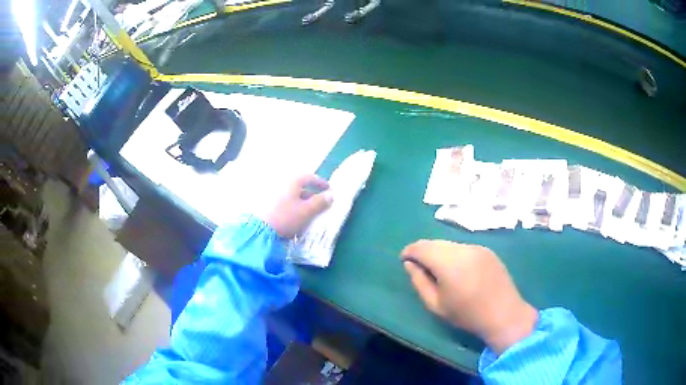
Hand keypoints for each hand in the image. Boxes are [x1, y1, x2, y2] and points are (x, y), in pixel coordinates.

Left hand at [263, 174, 332, 238]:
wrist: (261, 230)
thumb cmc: (286, 217)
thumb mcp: (306, 211)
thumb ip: (320, 202)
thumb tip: (331, 195)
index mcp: (292, 182)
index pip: (309, 177)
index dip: (320, 182)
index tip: (329, 189)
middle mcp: (281, 184)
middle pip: (300, 187)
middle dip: (311, 195)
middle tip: (320, 203)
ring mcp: (272, 194)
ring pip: (291, 196)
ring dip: (302, 202)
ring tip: (309, 213)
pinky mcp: (267, 205)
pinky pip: (284, 202)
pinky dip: (292, 207)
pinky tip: (295, 218)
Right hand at [401, 240, 537, 354]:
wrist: (504, 314)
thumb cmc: (467, 314)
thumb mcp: (436, 304)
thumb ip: (419, 282)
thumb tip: (409, 264)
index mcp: (448, 262)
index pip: (421, 247)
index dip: (410, 251)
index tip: (404, 259)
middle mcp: (463, 248)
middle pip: (436, 243)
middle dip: (424, 251)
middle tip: (418, 265)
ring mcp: (477, 247)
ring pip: (450, 244)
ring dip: (439, 252)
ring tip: (438, 269)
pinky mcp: (487, 251)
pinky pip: (464, 248)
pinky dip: (454, 254)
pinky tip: (458, 269)